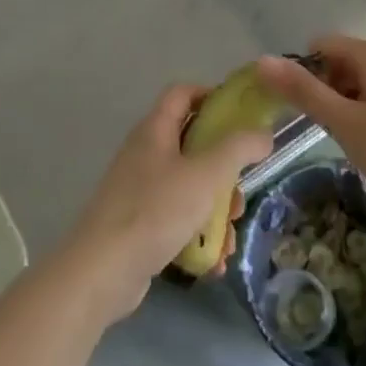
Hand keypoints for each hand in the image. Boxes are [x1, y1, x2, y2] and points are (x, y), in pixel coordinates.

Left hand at [57, 85, 268, 324]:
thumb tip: (263, 134)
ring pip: (190, 187)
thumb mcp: (206, 174)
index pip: (183, 93)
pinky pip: (178, 219)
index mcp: (155, 130)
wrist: (102, 272)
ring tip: (228, 237)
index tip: (244, 116)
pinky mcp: (139, 224)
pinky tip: (213, 261)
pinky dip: (197, 235)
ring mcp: (140, 190)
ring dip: (215, 210)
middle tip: (239, 193)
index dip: (213, 96)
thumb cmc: (156, 211)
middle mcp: (145, 154)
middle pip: (193, 145)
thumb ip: (238, 148)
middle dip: (224, 170)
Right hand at [257, 36, 365, 217]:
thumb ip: (302, 91)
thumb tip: (262, 61)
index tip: (303, 108)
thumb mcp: (343, 123)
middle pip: (344, 61)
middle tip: (329, 129)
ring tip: (353, 140)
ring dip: (350, 103)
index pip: (322, 44)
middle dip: (328, 89)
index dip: (305, 72)